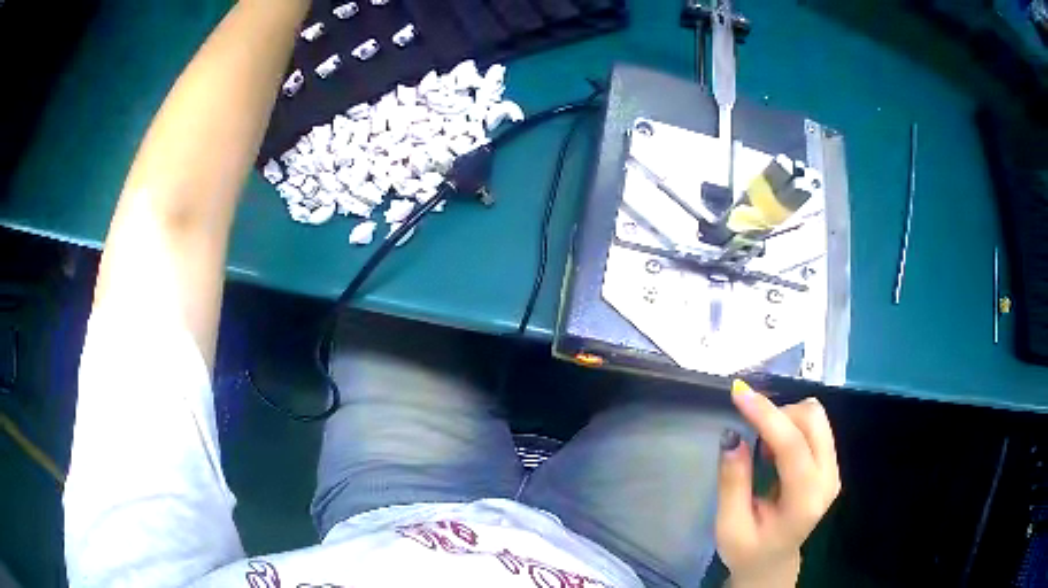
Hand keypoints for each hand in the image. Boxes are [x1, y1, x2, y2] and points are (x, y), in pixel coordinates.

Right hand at [716, 380, 840, 586]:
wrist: (773, 562)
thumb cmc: (747, 550)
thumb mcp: (729, 525)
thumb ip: (733, 482)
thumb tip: (732, 436)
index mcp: (804, 501)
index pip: (793, 445)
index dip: (767, 415)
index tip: (738, 394)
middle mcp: (828, 480)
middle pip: (813, 420)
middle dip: (778, 413)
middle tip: (749, 428)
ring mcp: (833, 470)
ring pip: (816, 417)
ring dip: (785, 418)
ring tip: (763, 446)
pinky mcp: (830, 464)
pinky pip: (815, 426)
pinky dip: (791, 424)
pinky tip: (775, 448)